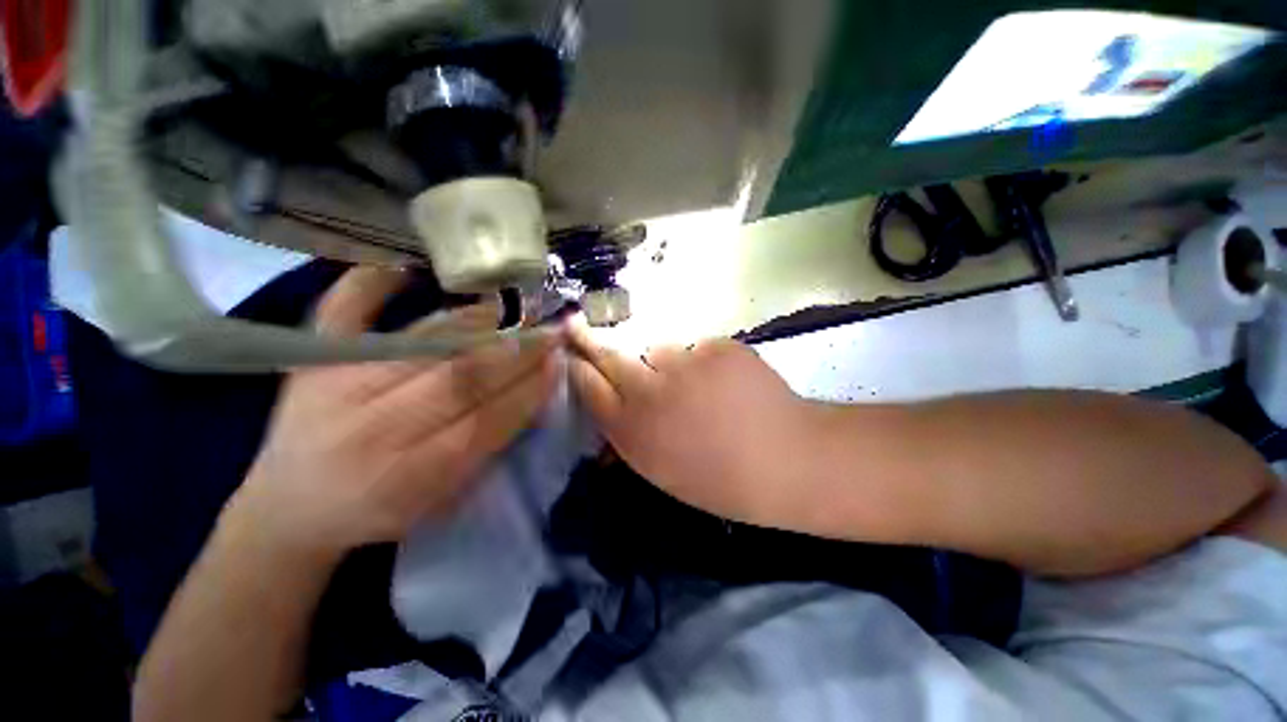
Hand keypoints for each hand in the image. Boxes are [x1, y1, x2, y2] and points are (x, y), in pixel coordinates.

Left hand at [231, 267, 560, 559]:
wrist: (291, 509)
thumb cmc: (377, 508)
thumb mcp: (440, 499)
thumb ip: (485, 447)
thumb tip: (531, 394)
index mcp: (409, 473)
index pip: (487, 419)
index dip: (529, 388)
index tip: (559, 361)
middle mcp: (373, 426)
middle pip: (461, 378)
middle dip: (517, 351)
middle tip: (551, 329)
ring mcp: (337, 383)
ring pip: (425, 341)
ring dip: (479, 321)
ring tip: (517, 308)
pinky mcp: (313, 360)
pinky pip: (344, 310)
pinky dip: (372, 283)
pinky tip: (406, 267)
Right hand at [568, 323, 818, 524]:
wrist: (787, 461)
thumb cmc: (722, 480)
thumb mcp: (663, 471)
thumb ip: (633, 437)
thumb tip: (616, 412)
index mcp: (634, 431)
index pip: (590, 388)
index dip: (579, 369)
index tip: (571, 356)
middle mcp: (650, 392)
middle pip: (609, 357)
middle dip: (589, 341)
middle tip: (575, 326)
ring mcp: (685, 364)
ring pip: (659, 350)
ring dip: (666, 362)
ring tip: (695, 384)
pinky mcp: (716, 347)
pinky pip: (698, 349)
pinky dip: (704, 362)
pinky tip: (725, 383)